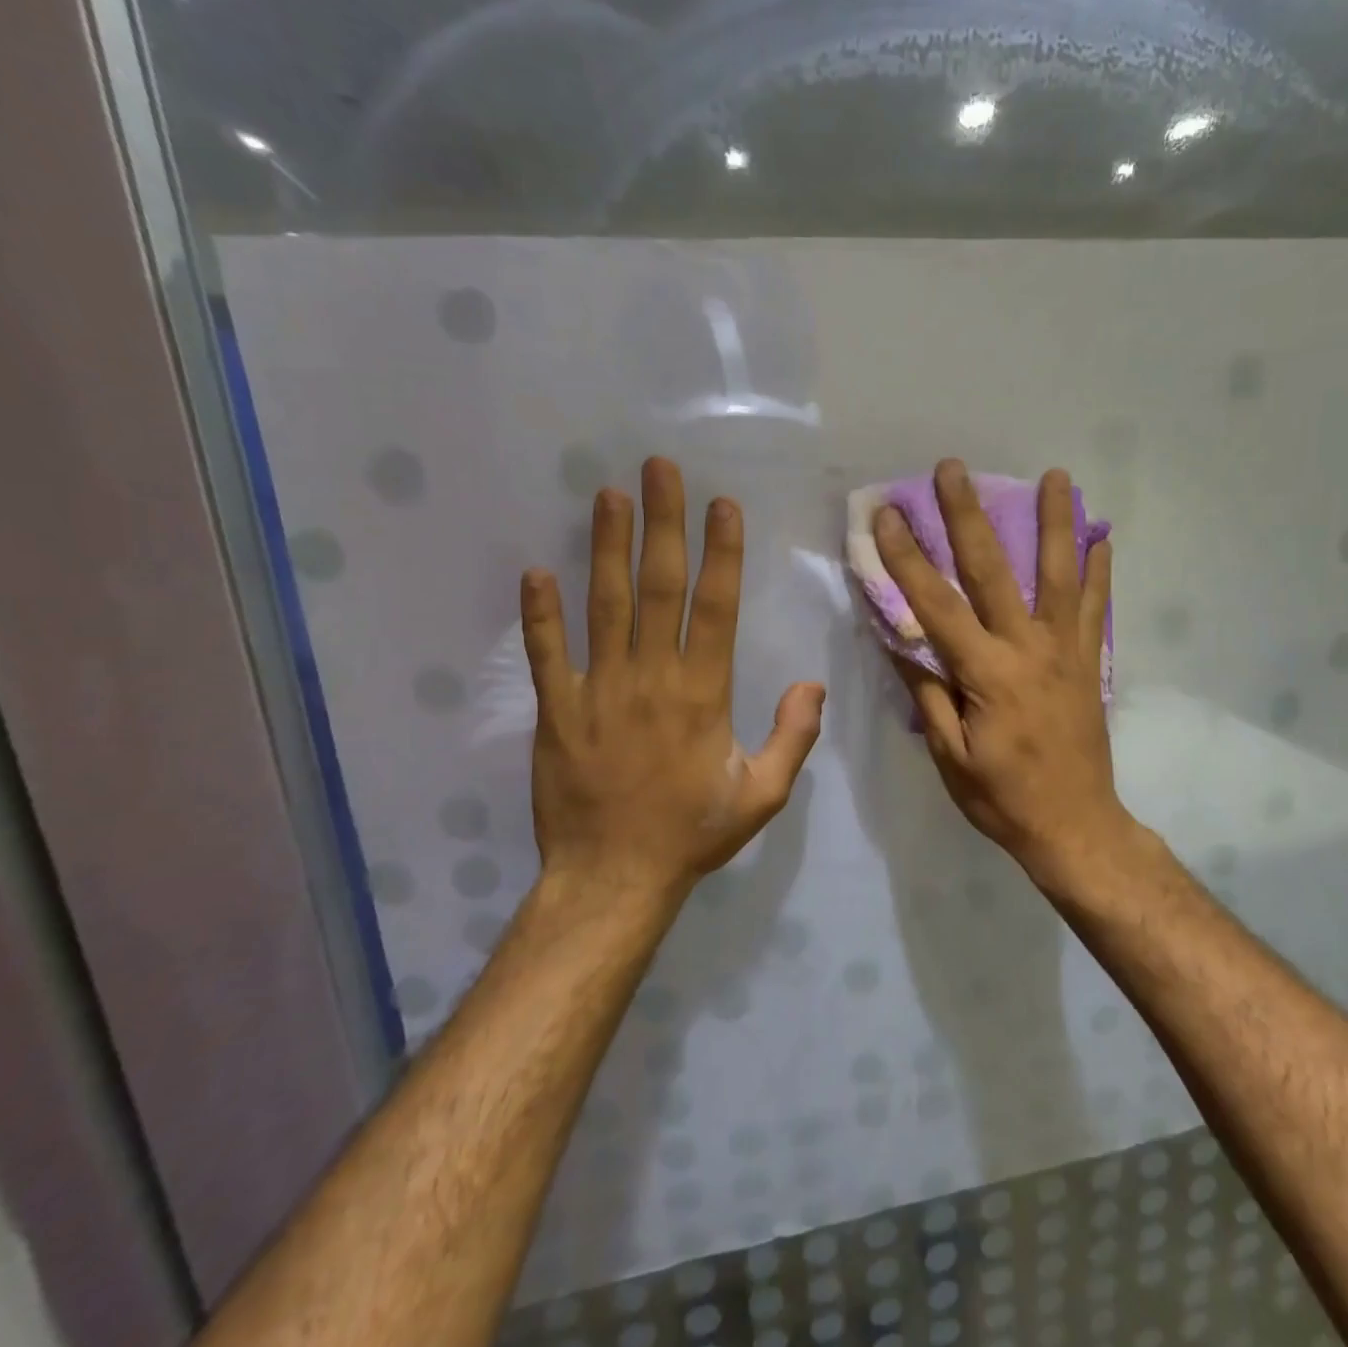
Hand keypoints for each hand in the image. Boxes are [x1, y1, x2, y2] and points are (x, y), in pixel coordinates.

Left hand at [521, 457, 824, 905]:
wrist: (613, 878)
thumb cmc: (692, 833)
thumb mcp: (763, 796)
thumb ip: (793, 737)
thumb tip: (811, 683)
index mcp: (703, 694)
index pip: (716, 608)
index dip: (720, 553)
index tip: (721, 505)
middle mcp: (651, 678)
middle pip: (658, 588)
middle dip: (663, 524)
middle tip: (659, 469)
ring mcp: (597, 691)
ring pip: (604, 606)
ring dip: (607, 547)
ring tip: (608, 495)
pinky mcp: (556, 711)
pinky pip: (546, 654)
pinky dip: (540, 614)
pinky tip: (535, 572)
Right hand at [874, 459, 1127, 884]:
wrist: (1075, 826)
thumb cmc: (1002, 798)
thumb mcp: (949, 757)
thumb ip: (928, 694)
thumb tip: (901, 641)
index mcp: (986, 674)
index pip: (936, 604)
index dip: (908, 558)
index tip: (888, 515)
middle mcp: (1028, 649)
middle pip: (994, 570)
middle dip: (968, 515)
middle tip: (953, 468)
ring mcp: (1066, 651)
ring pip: (1059, 574)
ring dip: (1054, 521)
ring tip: (1055, 475)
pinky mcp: (1089, 661)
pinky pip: (1095, 607)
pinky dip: (1099, 570)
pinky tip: (1101, 536)